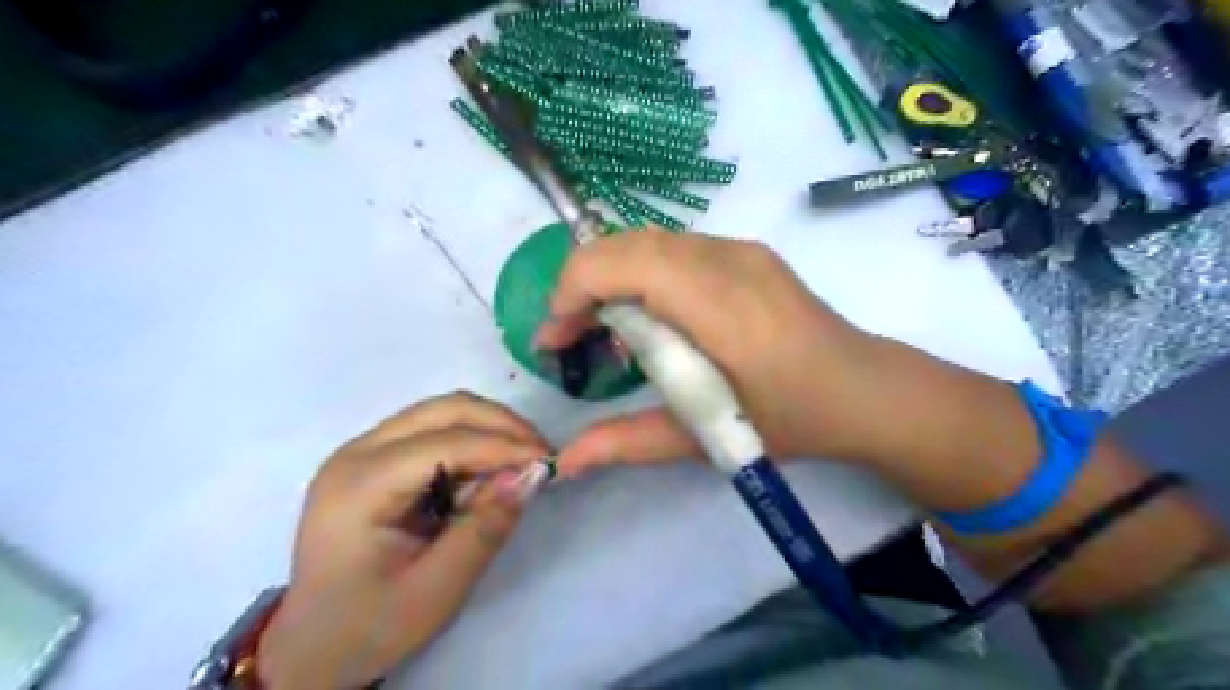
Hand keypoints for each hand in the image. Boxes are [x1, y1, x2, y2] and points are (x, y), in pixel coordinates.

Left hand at [257, 391, 548, 687]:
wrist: (312, 648)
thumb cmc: (369, 626)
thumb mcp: (437, 590)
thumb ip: (486, 529)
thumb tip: (532, 476)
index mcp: (360, 485)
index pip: (446, 443)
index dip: (503, 446)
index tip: (549, 462)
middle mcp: (357, 452)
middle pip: (444, 410)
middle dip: (501, 426)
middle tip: (539, 455)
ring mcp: (363, 450)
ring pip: (442, 413)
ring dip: (488, 431)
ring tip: (517, 468)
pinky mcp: (375, 458)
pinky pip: (434, 431)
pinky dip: (471, 444)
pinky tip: (485, 476)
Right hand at [534, 229, 890, 474]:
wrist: (865, 390)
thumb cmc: (792, 420)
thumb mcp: (706, 438)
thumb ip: (628, 442)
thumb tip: (563, 462)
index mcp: (719, 305)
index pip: (621, 264)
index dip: (571, 293)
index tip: (554, 342)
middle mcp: (726, 260)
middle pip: (625, 243)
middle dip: (580, 285)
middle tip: (570, 339)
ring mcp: (739, 249)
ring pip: (646, 241)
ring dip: (609, 277)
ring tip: (602, 329)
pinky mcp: (746, 252)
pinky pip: (673, 249)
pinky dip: (639, 273)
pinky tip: (648, 315)